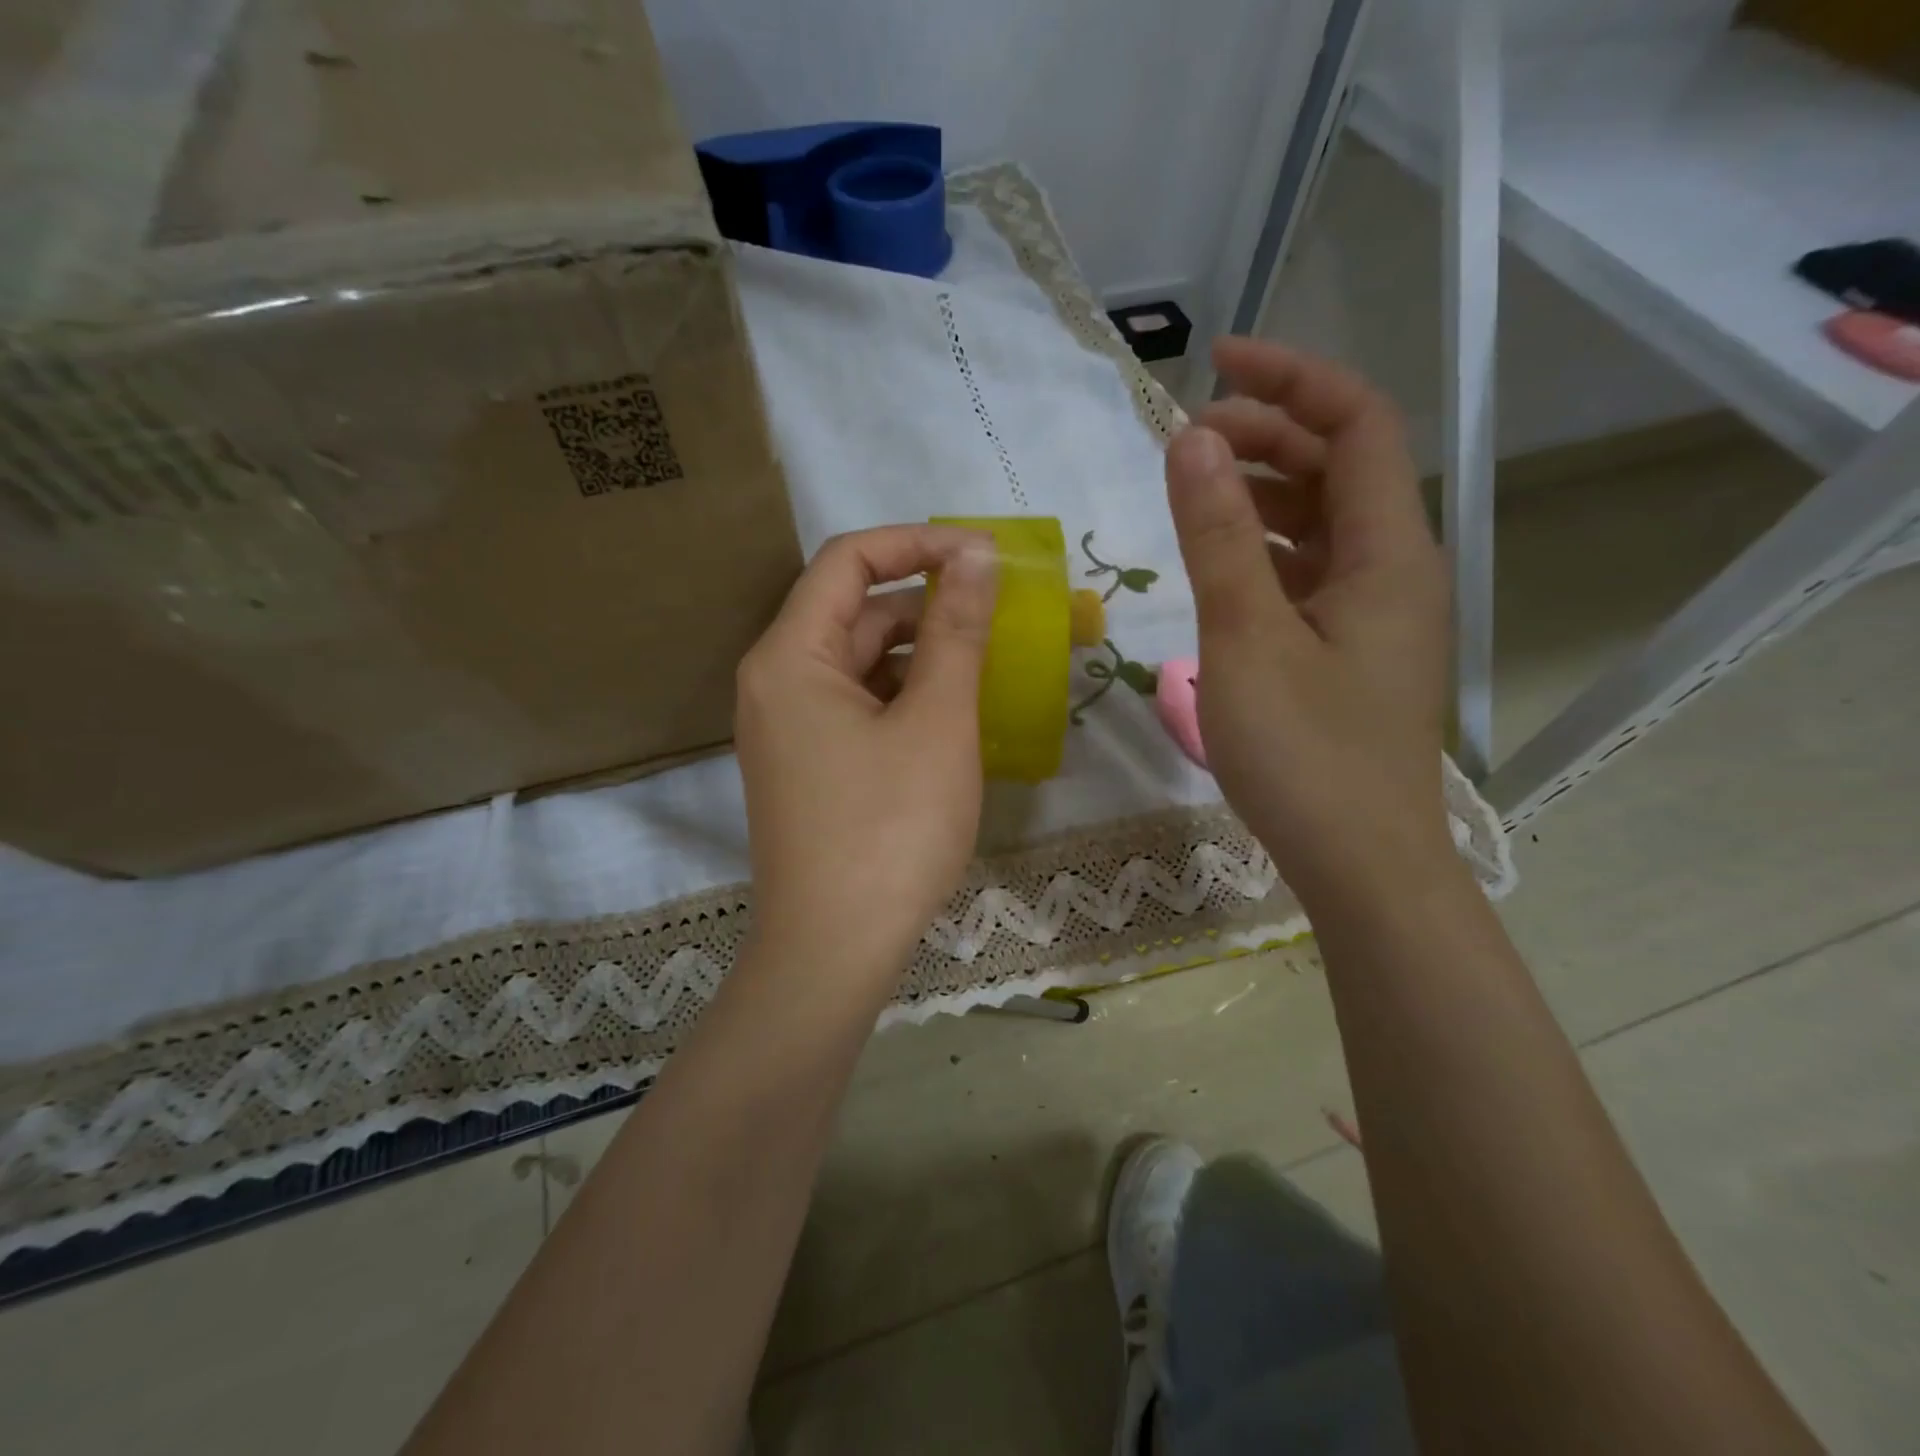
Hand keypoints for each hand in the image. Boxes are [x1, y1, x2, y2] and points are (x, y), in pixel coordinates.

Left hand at [734, 525, 997, 989]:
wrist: (834, 950)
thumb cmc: (890, 829)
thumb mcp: (936, 721)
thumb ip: (957, 630)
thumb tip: (976, 555)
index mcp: (791, 656)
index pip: (849, 560)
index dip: (918, 542)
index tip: (983, 555)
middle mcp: (775, 682)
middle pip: (854, 613)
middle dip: (927, 606)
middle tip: (999, 619)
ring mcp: (788, 728)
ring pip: (861, 664)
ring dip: (922, 657)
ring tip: (986, 671)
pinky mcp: (807, 766)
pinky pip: (857, 707)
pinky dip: (904, 699)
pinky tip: (952, 719)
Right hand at [1167, 337, 1451, 905]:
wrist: (1360, 863)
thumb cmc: (1305, 755)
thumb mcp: (1247, 639)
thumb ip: (1218, 537)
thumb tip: (1192, 440)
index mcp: (1388, 553)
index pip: (1357, 423)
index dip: (1291, 378)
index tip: (1214, 364)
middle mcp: (1395, 569)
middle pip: (1341, 467)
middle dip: (1267, 434)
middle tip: (1186, 439)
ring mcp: (1375, 613)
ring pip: (1323, 523)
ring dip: (1263, 492)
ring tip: (1193, 490)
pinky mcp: (1351, 650)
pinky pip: (1310, 572)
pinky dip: (1265, 549)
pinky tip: (1221, 564)